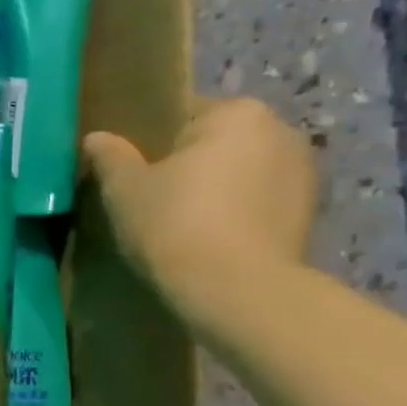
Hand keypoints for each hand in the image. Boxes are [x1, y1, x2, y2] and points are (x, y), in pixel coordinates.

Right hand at [81, 98, 317, 322]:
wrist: (237, 292)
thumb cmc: (175, 224)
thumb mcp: (124, 188)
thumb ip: (110, 156)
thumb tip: (96, 138)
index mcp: (238, 113)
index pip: (183, 114)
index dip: (151, 142)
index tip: (132, 170)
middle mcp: (281, 132)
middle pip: (217, 143)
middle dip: (188, 165)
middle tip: (150, 198)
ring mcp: (304, 175)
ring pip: (240, 174)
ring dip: (215, 191)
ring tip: (179, 224)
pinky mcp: (310, 216)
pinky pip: (258, 204)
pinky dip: (235, 216)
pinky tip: (207, 241)